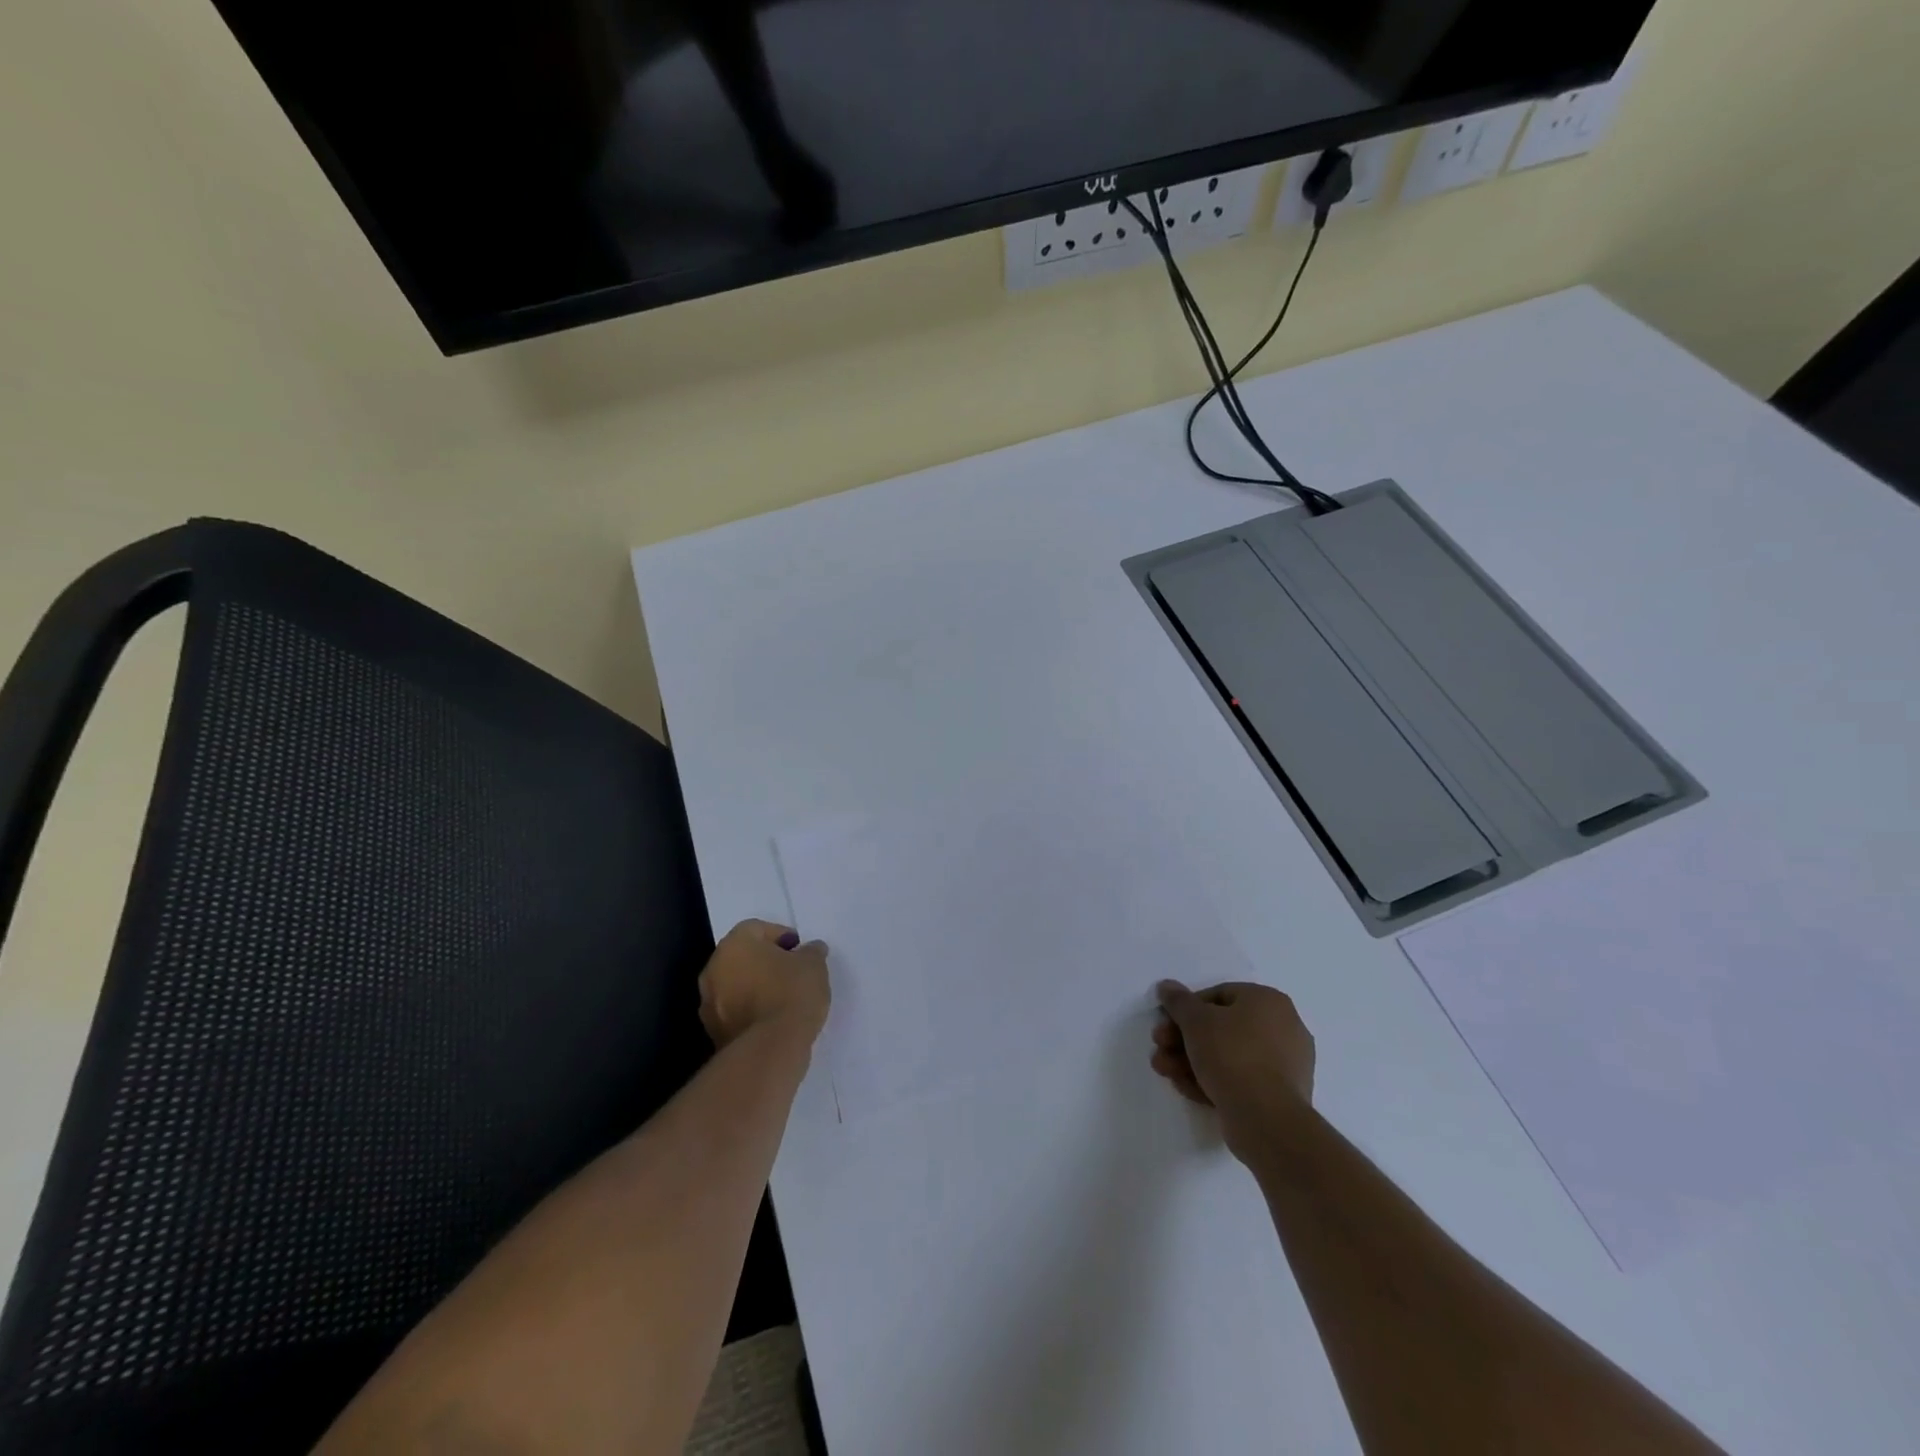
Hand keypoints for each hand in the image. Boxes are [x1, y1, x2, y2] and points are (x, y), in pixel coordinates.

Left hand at [699, 920, 830, 1051]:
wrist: (770, 1049)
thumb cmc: (791, 994)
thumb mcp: (814, 964)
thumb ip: (811, 952)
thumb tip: (811, 950)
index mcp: (734, 944)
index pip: (757, 928)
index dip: (781, 936)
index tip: (799, 950)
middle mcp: (714, 969)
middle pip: (742, 957)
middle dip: (765, 961)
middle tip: (792, 971)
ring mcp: (709, 1003)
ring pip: (735, 985)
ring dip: (754, 987)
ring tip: (783, 999)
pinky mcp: (713, 1032)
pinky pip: (734, 1011)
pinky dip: (749, 1011)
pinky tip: (772, 1020)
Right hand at [1151, 981, 1314, 1154]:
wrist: (1266, 1118)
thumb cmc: (1232, 1055)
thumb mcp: (1196, 1020)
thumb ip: (1178, 1001)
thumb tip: (1167, 986)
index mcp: (1268, 1001)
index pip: (1218, 995)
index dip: (1186, 1008)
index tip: (1165, 1023)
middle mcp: (1282, 1027)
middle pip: (1221, 1028)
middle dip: (1184, 1039)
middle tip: (1160, 1047)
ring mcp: (1284, 1064)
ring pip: (1228, 1055)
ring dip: (1191, 1061)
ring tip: (1165, 1071)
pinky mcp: (1279, 1095)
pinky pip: (1240, 1079)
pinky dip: (1212, 1080)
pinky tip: (1186, 1088)